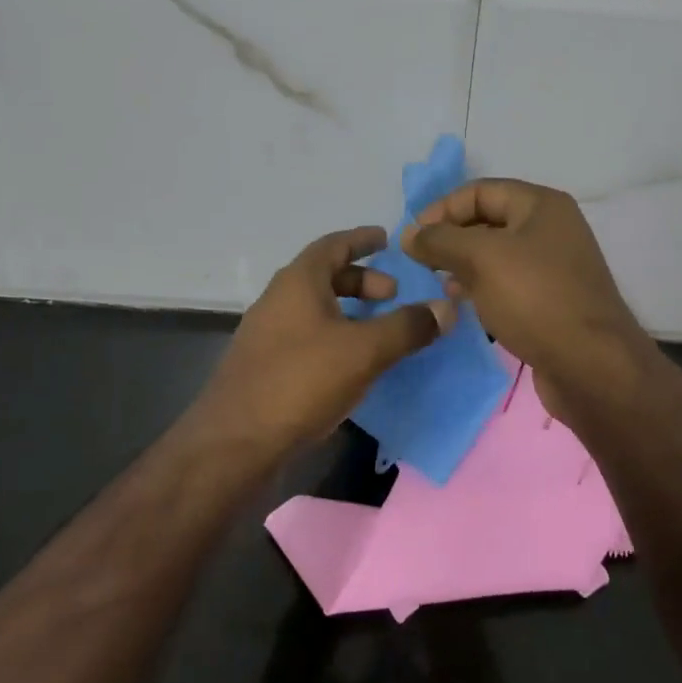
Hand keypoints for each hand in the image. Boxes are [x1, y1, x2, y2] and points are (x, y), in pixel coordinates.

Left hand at [198, 226, 451, 450]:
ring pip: (315, 308)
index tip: (386, 239)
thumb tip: (447, 307)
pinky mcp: (264, 365)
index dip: (361, 239)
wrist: (234, 443)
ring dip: (348, 311)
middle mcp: (278, 299)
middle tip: (392, 294)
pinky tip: (351, 364)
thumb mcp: (364, 351)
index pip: (333, 244)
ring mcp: (267, 333)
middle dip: (361, 280)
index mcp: (298, 281)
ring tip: (378, 331)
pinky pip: (306, 335)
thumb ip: (407, 327)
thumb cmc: (301, 381)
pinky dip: (334, 335)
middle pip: (324, 276)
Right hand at [402, 179, 649, 407]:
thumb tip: (409, 234)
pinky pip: (508, 281)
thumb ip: (440, 240)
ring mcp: (554, 266)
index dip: (442, 208)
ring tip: (437, 282)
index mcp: (541, 205)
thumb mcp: (481, 259)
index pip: (479, 190)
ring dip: (463, 263)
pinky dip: (482, 286)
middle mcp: (551, 228)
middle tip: (420, 261)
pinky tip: (462, 302)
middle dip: (451, 237)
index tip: (412, 238)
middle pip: (488, 220)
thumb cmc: (535, 299)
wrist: (591, 367)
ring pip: (496, 253)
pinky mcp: (551, 300)